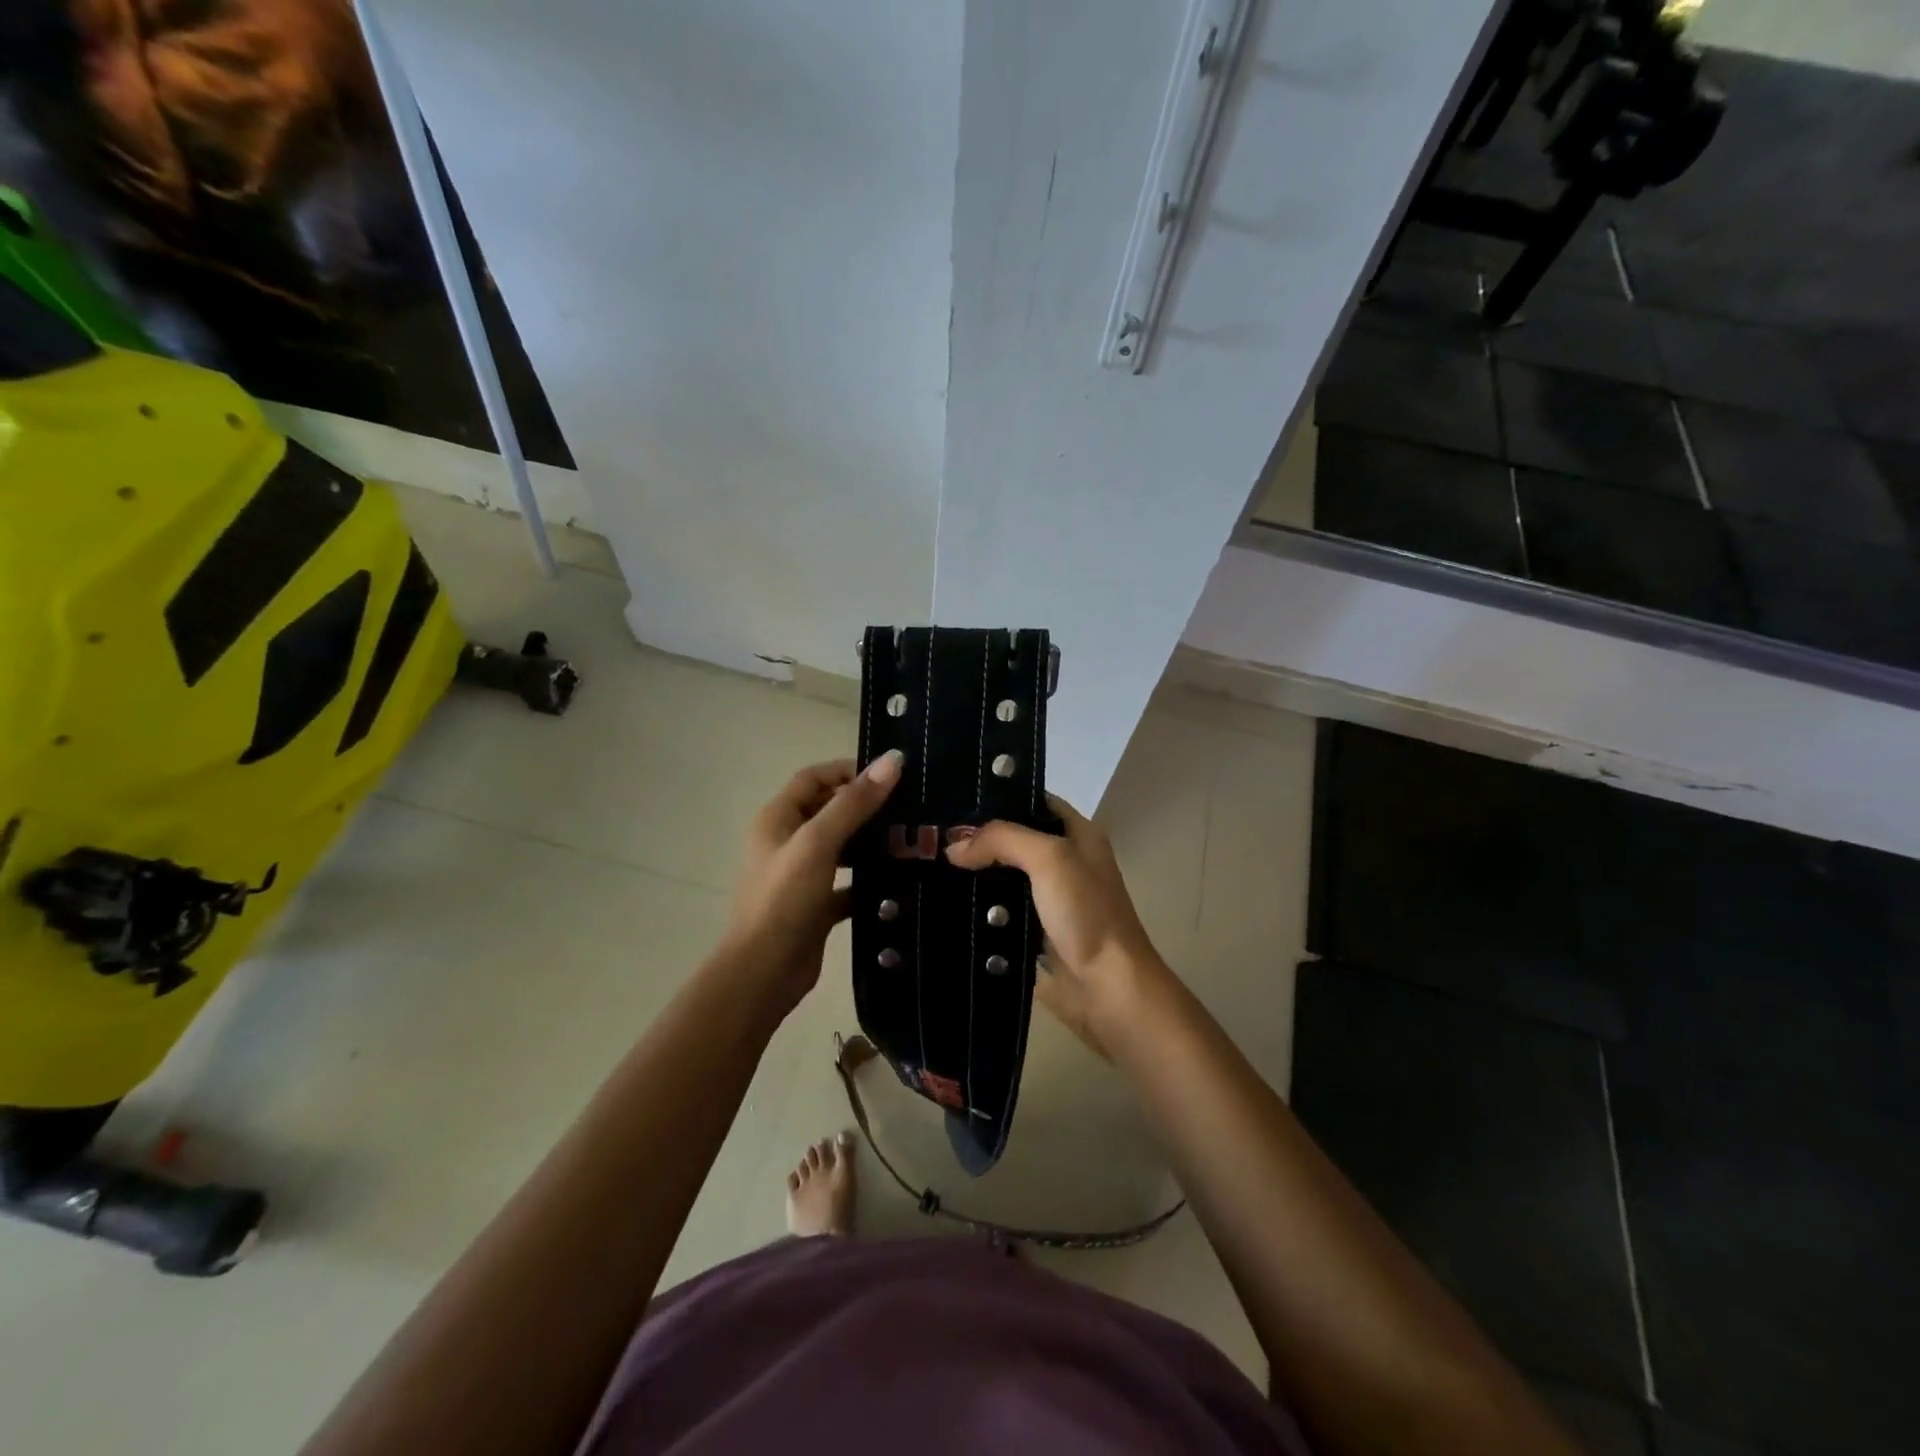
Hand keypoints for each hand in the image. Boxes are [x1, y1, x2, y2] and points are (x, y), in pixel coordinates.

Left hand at [723, 751, 901, 1017]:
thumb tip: (893, 760)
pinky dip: (870, 880)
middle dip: (867, 807)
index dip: (848, 770)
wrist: (764, 973)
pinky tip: (900, 881)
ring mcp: (802, 875)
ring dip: (871, 843)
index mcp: (778, 818)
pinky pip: (848, 884)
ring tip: (911, 841)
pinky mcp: (817, 905)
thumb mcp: (818, 843)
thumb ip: (854, 803)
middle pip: (830, 810)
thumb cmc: (785, 899)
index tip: (890, 775)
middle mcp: (787, 842)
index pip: (814, 778)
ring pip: (842, 847)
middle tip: (910, 808)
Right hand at [945, 796, 1169, 1051]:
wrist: (1106, 988)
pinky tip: (943, 902)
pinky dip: (975, 909)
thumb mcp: (1050, 858)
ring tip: (925, 865)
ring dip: (972, 875)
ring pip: (1001, 877)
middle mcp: (1063, 861)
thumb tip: (954, 848)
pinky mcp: (1032, 932)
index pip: (1034, 801)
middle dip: (977, 837)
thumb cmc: (1086, 913)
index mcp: (1078, 834)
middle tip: (931, 835)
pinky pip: (997, 912)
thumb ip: (1002, 840)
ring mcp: (1047, 899)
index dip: (999, 796)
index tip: (955, 797)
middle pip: (1013, 839)